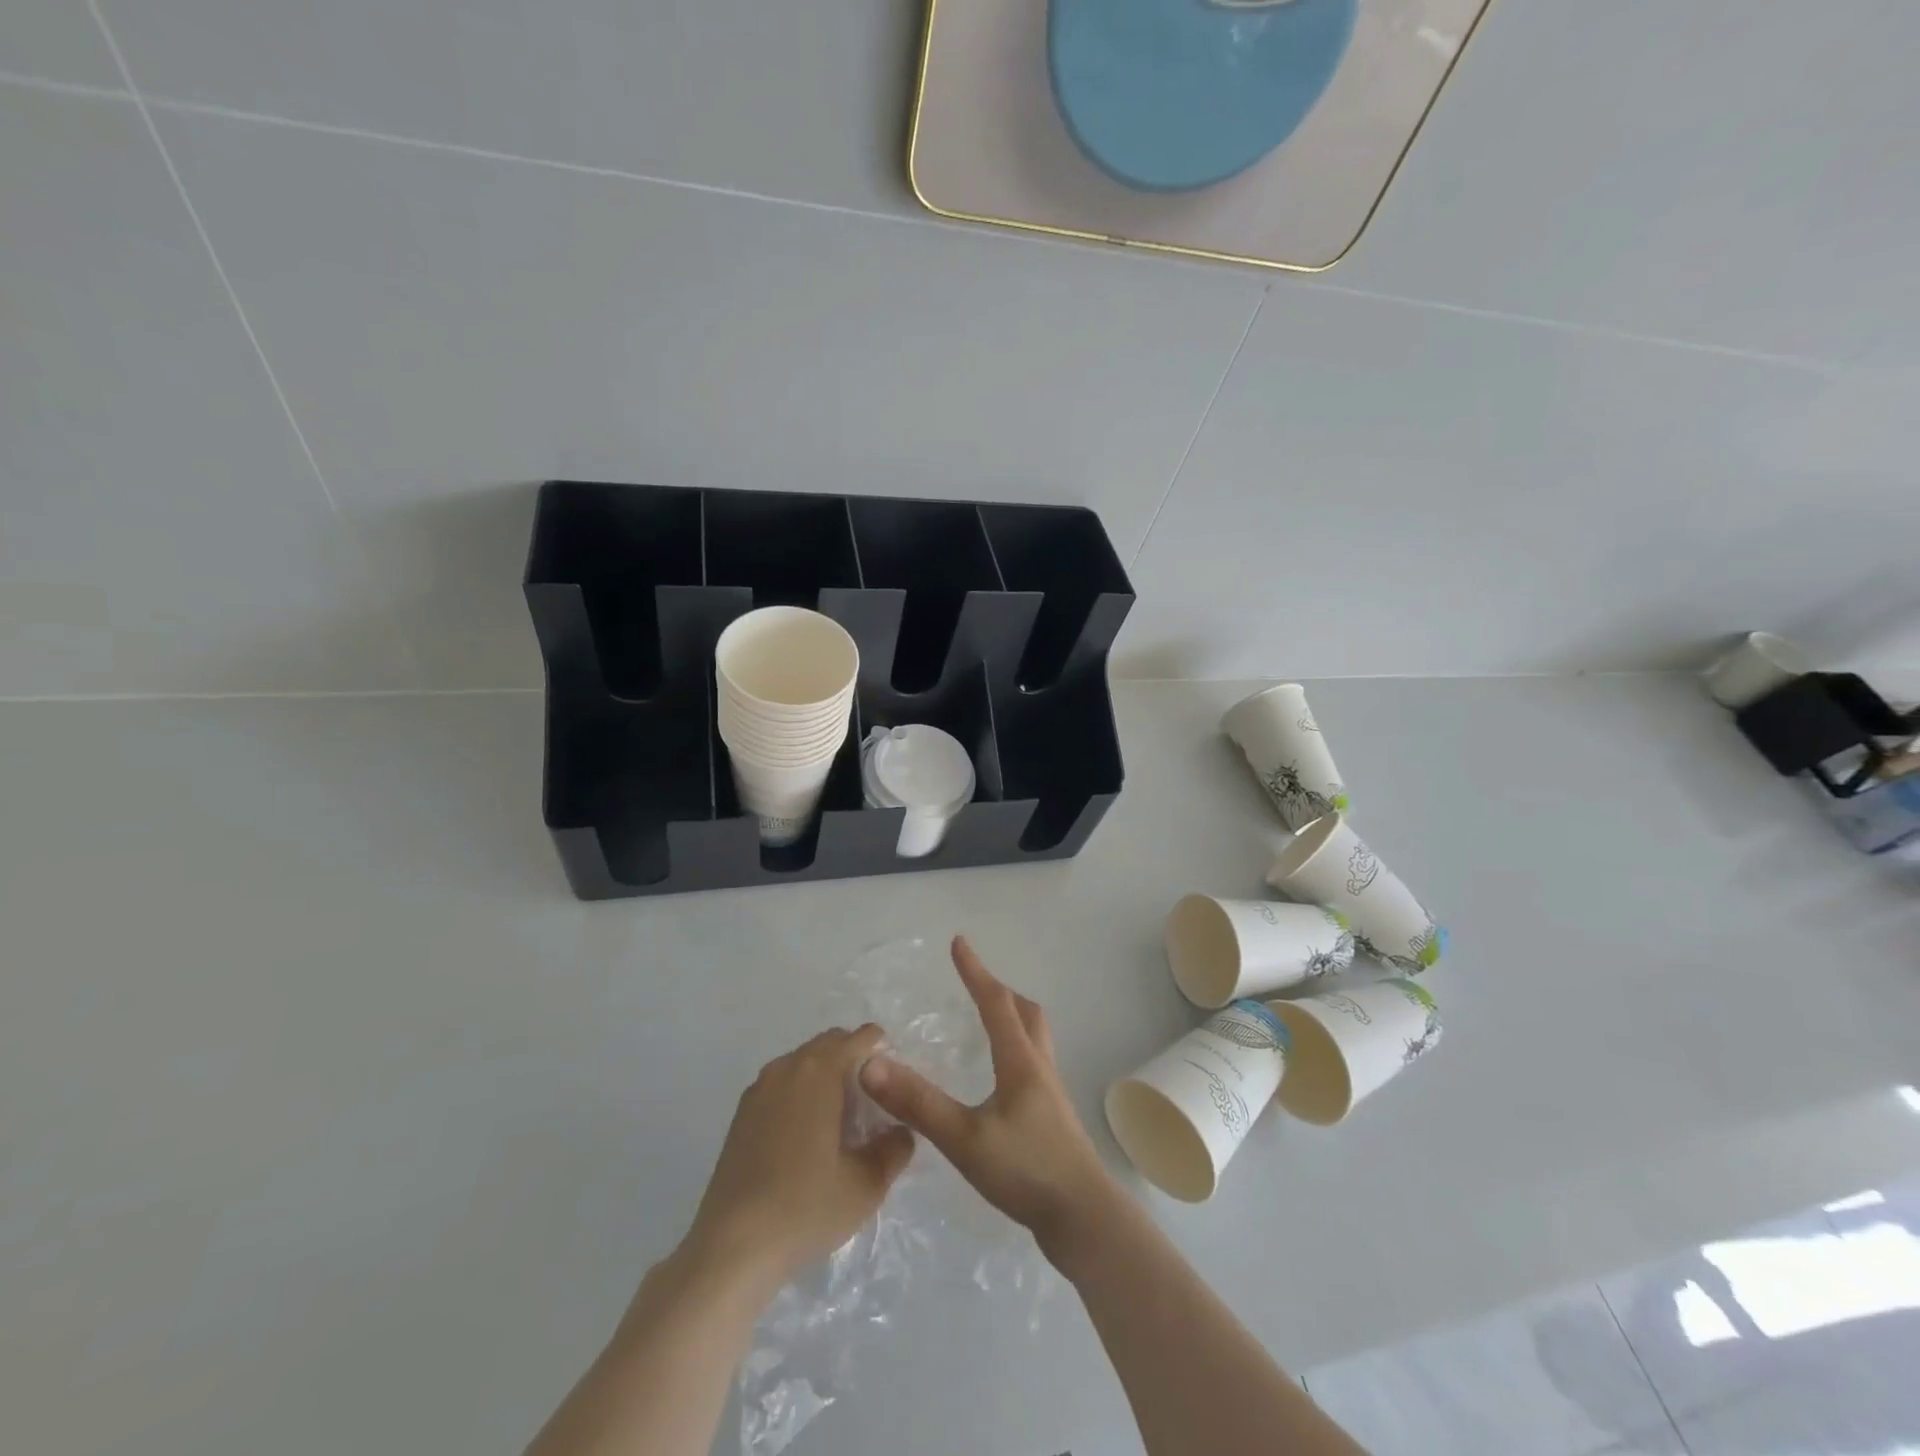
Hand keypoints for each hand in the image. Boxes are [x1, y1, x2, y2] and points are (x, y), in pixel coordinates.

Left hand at [684, 1024, 914, 1287]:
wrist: (732, 1248)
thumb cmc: (805, 1207)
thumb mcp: (867, 1184)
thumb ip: (894, 1148)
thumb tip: (901, 1130)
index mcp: (820, 1071)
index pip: (860, 1038)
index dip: (883, 1051)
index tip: (895, 1082)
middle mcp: (787, 1067)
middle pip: (830, 1044)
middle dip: (854, 1061)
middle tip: (872, 1102)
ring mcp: (759, 1088)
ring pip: (803, 1063)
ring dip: (826, 1077)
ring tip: (840, 1121)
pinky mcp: (741, 1114)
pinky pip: (782, 1085)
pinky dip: (801, 1094)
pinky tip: (806, 1137)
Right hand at [858, 937, 1113, 1262]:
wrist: (1084, 1220)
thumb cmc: (1026, 1171)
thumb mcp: (965, 1138)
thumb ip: (918, 1103)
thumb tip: (871, 1065)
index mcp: (1020, 1062)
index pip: (996, 1003)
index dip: (975, 971)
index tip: (959, 942)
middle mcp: (1039, 1068)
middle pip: (1026, 1013)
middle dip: (999, 991)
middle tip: (974, 984)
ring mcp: (1050, 1095)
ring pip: (1035, 1039)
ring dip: (1012, 1019)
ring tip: (987, 1023)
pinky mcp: (1052, 1119)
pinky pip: (1033, 1065)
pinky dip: (1015, 1051)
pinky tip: (999, 1081)